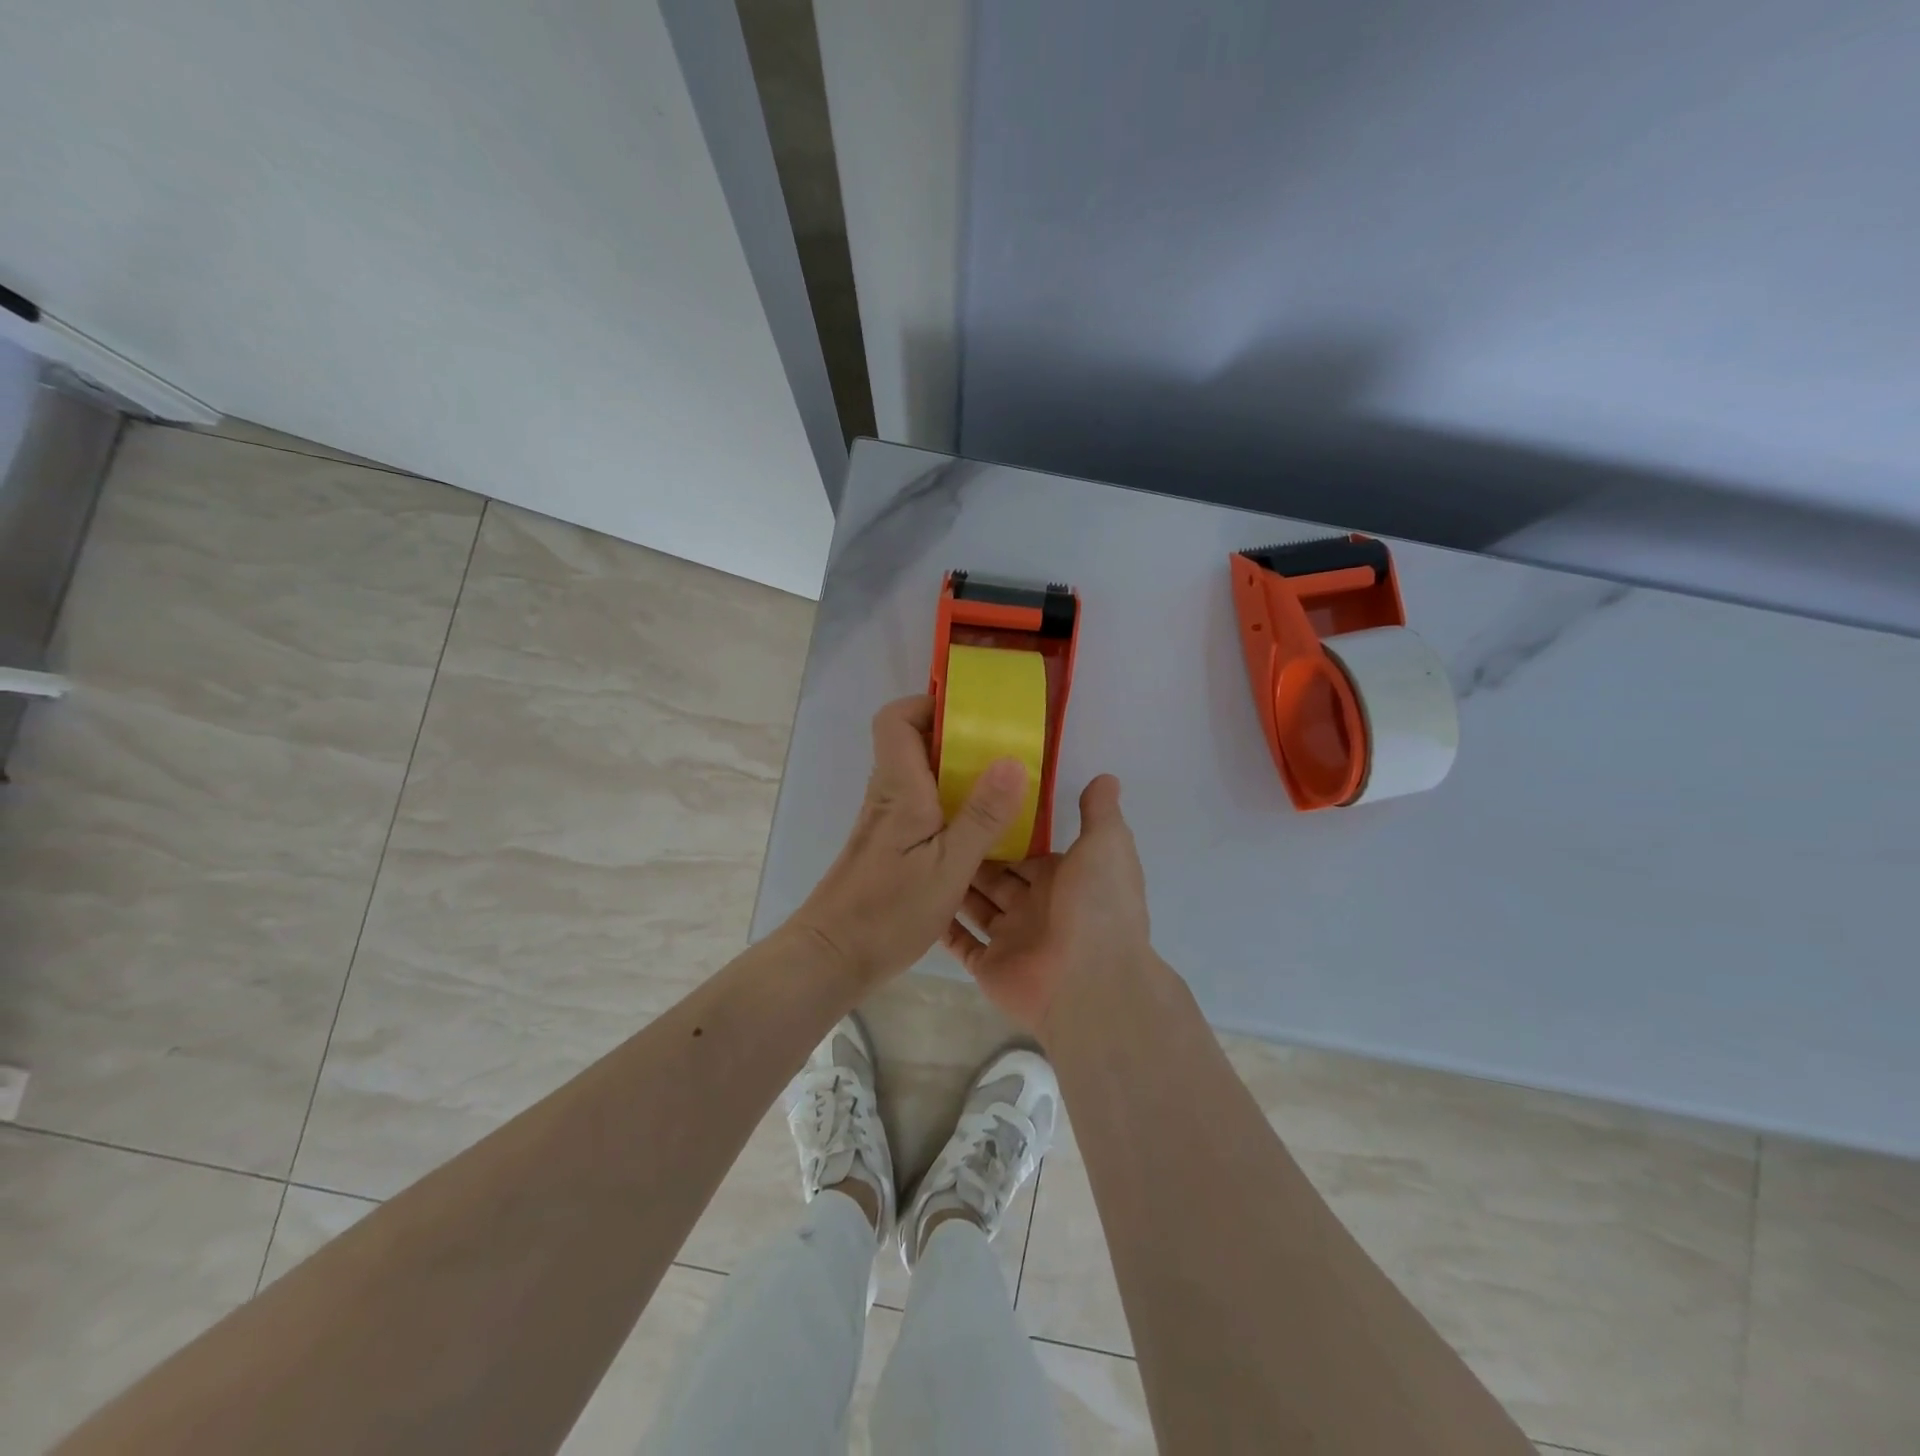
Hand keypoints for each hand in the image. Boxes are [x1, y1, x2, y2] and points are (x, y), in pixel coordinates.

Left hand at [789, 695, 1029, 985]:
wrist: (833, 957)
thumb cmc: (889, 911)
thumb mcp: (949, 867)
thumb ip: (982, 816)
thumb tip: (1013, 760)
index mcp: (899, 788)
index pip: (895, 719)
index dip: (929, 705)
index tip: (972, 716)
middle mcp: (887, 795)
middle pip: (913, 742)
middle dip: (957, 738)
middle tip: (1002, 752)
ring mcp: (886, 820)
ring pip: (919, 775)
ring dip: (957, 773)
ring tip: (1001, 788)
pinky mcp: (889, 844)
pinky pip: (921, 804)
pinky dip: (950, 803)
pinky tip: (978, 831)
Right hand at [942, 774, 1152, 1037]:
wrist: (1090, 982)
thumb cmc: (1097, 905)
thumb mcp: (1107, 845)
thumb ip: (1100, 812)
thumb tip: (1105, 778)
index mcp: (1063, 878)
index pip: (1027, 849)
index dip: (1002, 829)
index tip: (971, 801)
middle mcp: (1036, 907)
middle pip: (997, 875)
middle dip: (972, 852)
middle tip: (933, 822)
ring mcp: (1012, 939)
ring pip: (976, 905)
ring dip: (954, 884)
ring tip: (917, 852)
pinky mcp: (990, 966)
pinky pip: (961, 943)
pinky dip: (943, 925)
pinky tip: (917, 897)